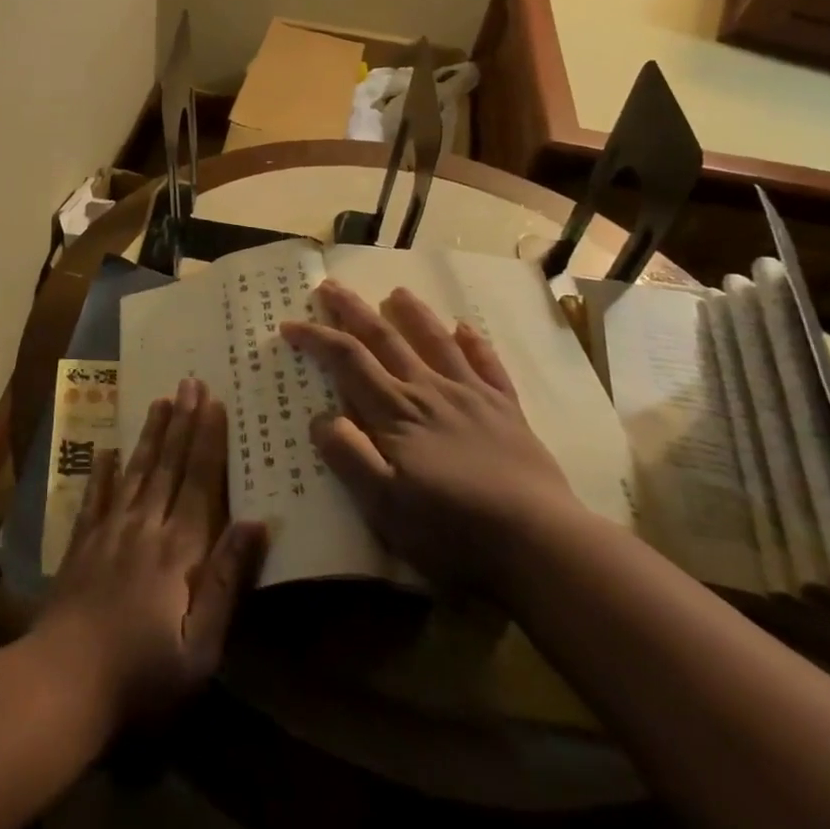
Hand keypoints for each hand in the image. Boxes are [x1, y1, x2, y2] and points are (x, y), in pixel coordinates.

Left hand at [33, 377, 267, 725]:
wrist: (61, 683)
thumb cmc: (141, 676)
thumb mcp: (200, 647)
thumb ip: (226, 581)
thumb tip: (256, 523)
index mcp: (178, 550)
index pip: (199, 482)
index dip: (208, 441)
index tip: (214, 402)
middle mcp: (144, 527)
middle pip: (168, 466)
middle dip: (182, 422)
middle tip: (190, 381)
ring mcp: (108, 532)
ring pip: (135, 472)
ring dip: (150, 435)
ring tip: (160, 400)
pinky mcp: (81, 545)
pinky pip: (95, 497)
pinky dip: (102, 472)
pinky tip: (107, 450)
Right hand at [280, 282, 583, 588]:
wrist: (539, 542)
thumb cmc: (452, 530)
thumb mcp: (384, 506)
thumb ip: (349, 456)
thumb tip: (321, 417)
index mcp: (395, 412)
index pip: (346, 361)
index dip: (316, 338)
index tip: (290, 324)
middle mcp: (429, 392)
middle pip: (384, 339)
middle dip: (353, 311)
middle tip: (330, 287)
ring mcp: (471, 397)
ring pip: (435, 342)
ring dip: (413, 314)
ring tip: (397, 292)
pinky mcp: (507, 411)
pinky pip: (488, 365)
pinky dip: (474, 344)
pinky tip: (465, 329)